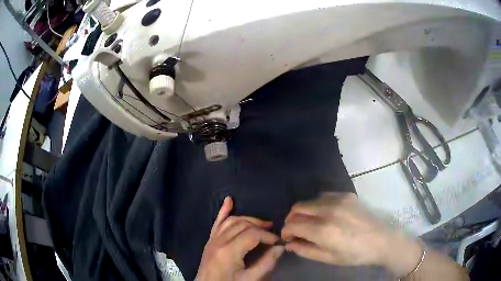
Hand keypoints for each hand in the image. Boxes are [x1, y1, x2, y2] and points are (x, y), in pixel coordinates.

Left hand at [196, 196, 284, 280]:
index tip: (278, 241)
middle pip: (243, 225)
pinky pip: (217, 222)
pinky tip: (229, 200)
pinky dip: (223, 211)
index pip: (252, 234)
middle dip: (260, 226)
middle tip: (272, 232)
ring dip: (248, 219)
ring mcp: (212, 239)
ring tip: (262, 224)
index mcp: (229, 252)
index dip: (268, 236)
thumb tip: (280, 248)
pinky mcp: (210, 240)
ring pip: (232, 221)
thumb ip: (266, 263)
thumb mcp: (250, 279)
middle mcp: (219, 241)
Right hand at [281, 192, 422, 275]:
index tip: (287, 238)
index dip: (285, 231)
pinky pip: (323, 196)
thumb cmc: (355, 254)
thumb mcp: (329, 258)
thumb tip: (288, 244)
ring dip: (303, 212)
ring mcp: (338, 200)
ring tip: (310, 223)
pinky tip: (324, 214)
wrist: (381, 240)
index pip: (292, 225)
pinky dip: (317, 205)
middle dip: (291, 219)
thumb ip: (306, 250)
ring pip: (309, 201)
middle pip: (297, 208)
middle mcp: (328, 211)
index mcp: (323, 230)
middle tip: (295, 230)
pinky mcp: (346, 195)